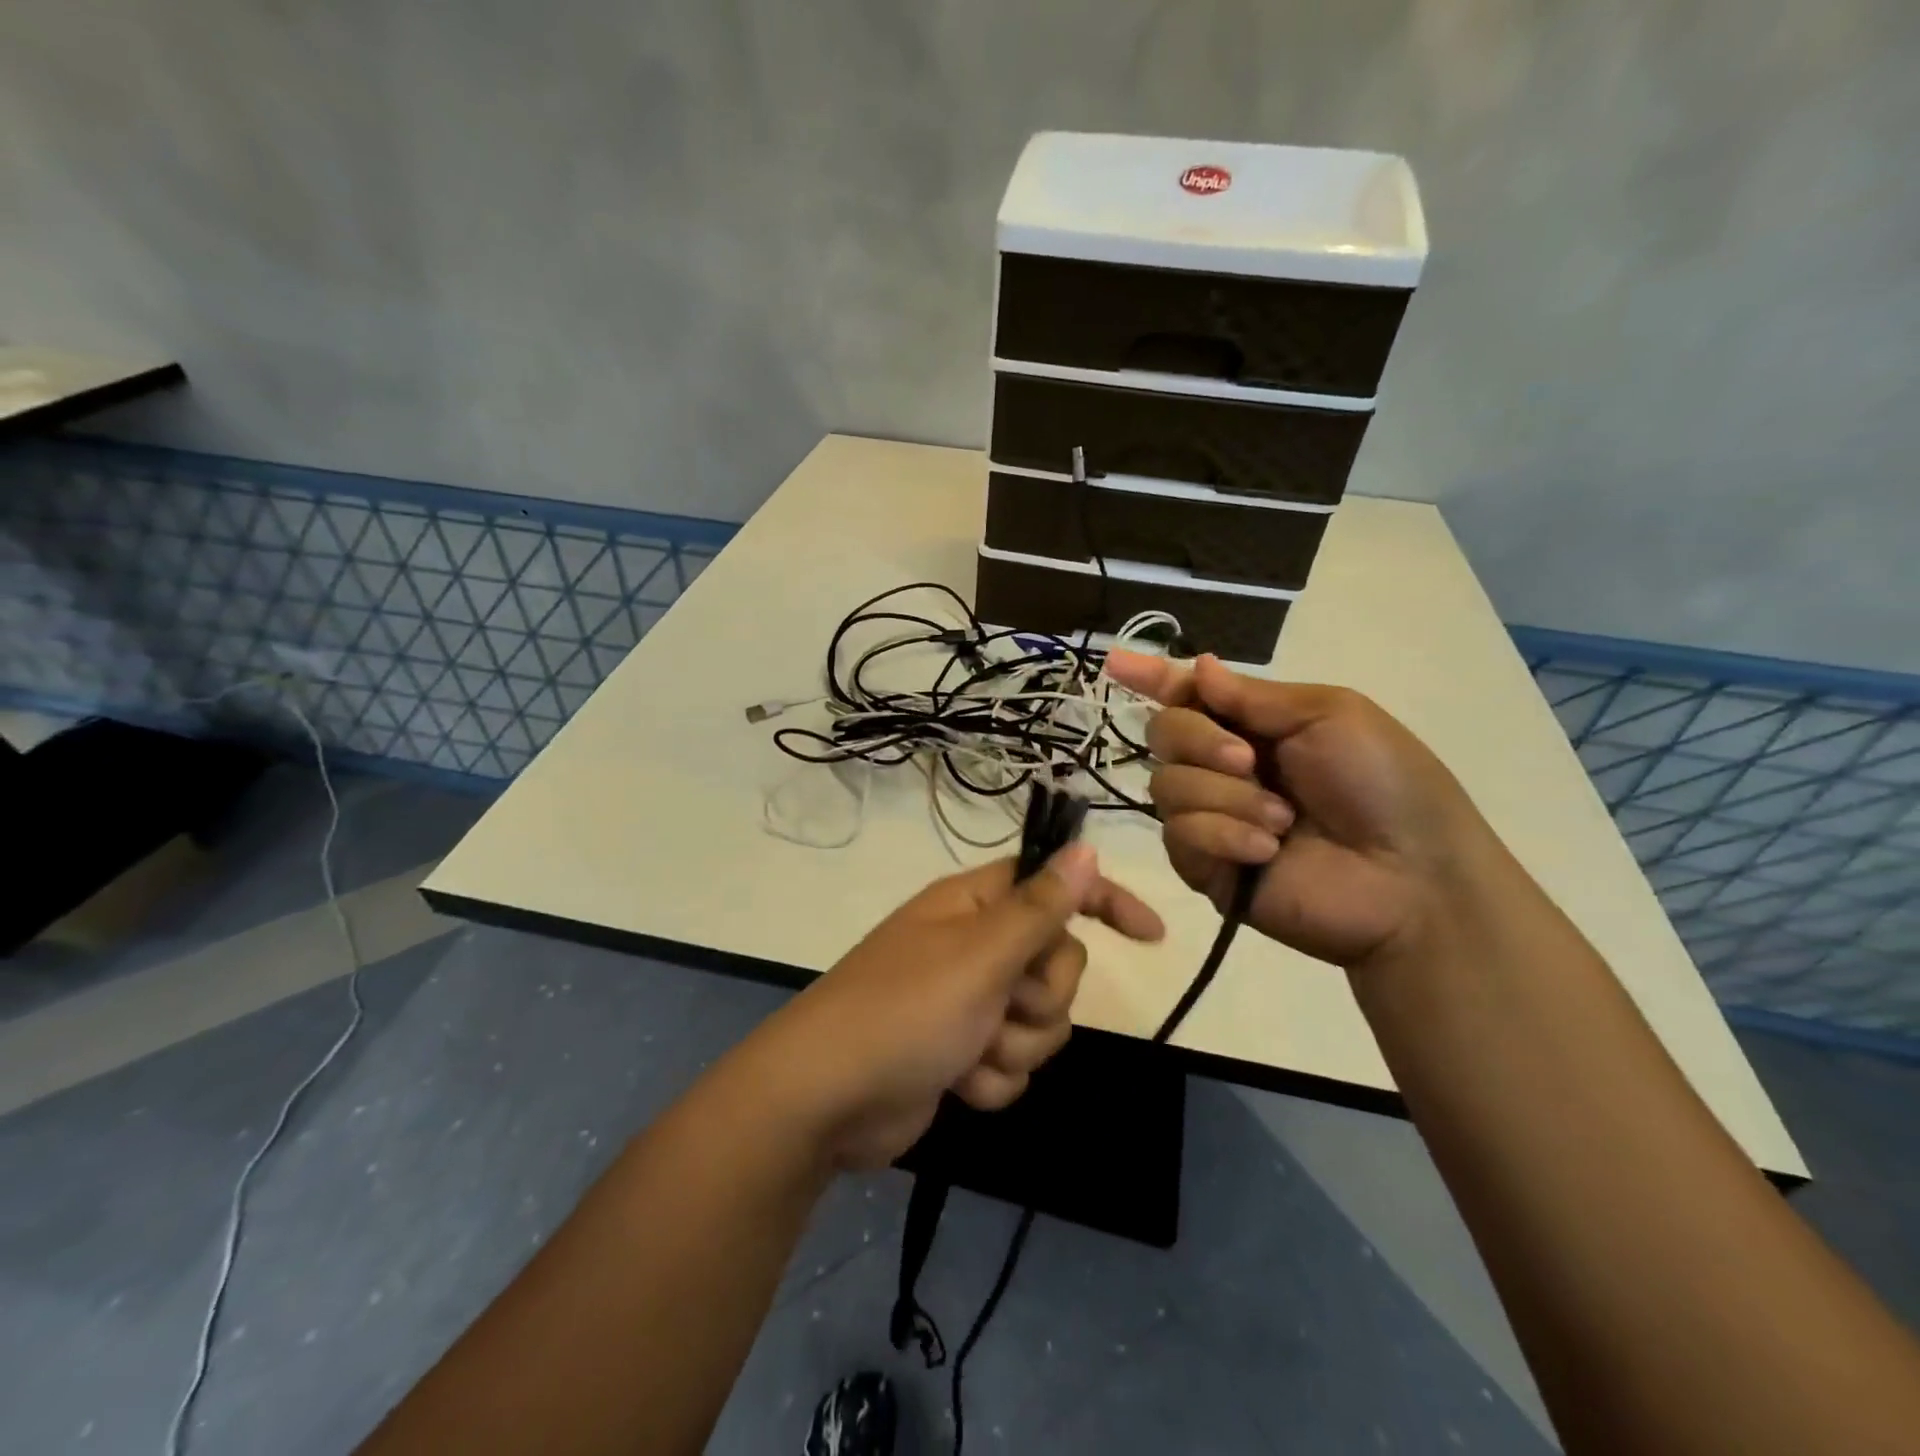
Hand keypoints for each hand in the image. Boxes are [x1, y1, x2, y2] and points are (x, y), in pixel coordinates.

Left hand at [740, 846, 1163, 1169]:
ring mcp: (968, 1002)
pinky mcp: (962, 1052)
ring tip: (972, 1053)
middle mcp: (975, 946)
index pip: (1054, 886)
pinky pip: (1012, 1064)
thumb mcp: (980, 954)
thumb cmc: (905, 1010)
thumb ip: (1040, 906)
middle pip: (1057, 962)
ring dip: (1017, 1047)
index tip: (1151, 936)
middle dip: (1043, 996)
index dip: (1104, 901)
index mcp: (975, 905)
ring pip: (1041, 1020)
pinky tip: (958, 1084)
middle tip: (1003, 1005)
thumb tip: (1085, 847)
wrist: (826, 1099)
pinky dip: (993, 1080)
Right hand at [1105, 651, 1502, 970]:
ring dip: (1225, 796)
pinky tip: (1265, 850)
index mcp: (1253, 726)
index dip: (1153, 676)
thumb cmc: (1383, 785)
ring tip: (1282, 821)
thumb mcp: (1328, 716)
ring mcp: (1210, 817)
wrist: (1412, 879)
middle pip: (1163, 734)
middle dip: (1199, 740)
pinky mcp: (1204, 866)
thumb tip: (1199, 666)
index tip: (1115, 661)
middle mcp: (1222, 766)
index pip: (1190, 695)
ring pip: (1165, 785)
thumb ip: (1252, 696)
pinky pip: (1178, 834)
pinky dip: (1222, 834)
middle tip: (1248, 761)